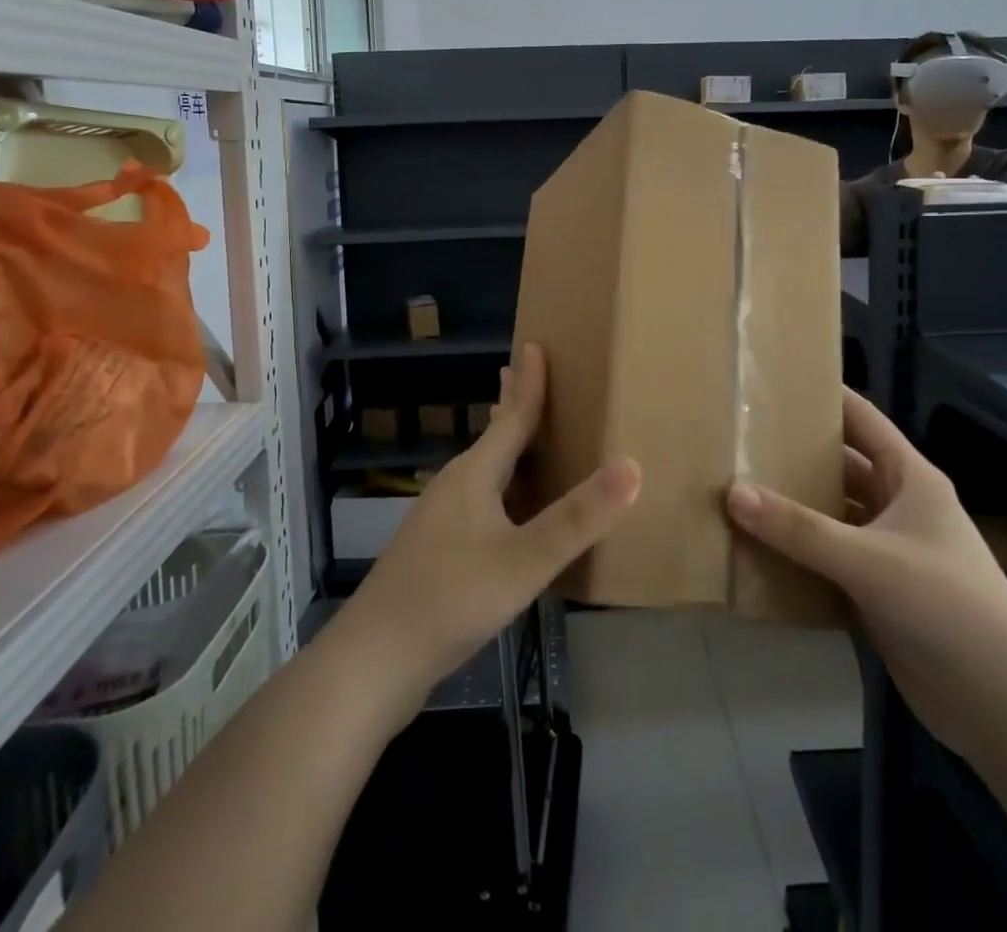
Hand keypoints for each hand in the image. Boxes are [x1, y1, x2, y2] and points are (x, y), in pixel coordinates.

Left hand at [343, 343, 640, 703]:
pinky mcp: (437, 552)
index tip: (535, 344)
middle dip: (512, 405)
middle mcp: (454, 487)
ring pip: (484, 471)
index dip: (529, 382)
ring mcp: (440, 521)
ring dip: (506, 447)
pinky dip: (502, 487)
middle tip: (527, 373)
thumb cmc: (450, 598)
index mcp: (474, 476)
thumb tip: (633, 465)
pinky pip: (479, 501)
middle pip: (492, 437)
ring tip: (526, 434)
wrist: (374, 662)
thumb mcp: (523, 560)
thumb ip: (578, 518)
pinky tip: (510, 511)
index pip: (511, 416)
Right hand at [727, 390, 1006, 757]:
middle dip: (794, 455)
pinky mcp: (877, 593)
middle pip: (840, 467)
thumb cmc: (947, 607)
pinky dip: (797, 555)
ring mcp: (888, 551)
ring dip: (792, 508)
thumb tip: (732, 492)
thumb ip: (800, 529)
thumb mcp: (869, 560)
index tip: (771, 381)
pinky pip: (828, 561)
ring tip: (734, 488)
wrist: (1004, 707)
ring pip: (831, 516)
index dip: (823, 395)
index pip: (861, 419)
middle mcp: (898, 506)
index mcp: (909, 478)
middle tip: (738, 439)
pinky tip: (755, 549)